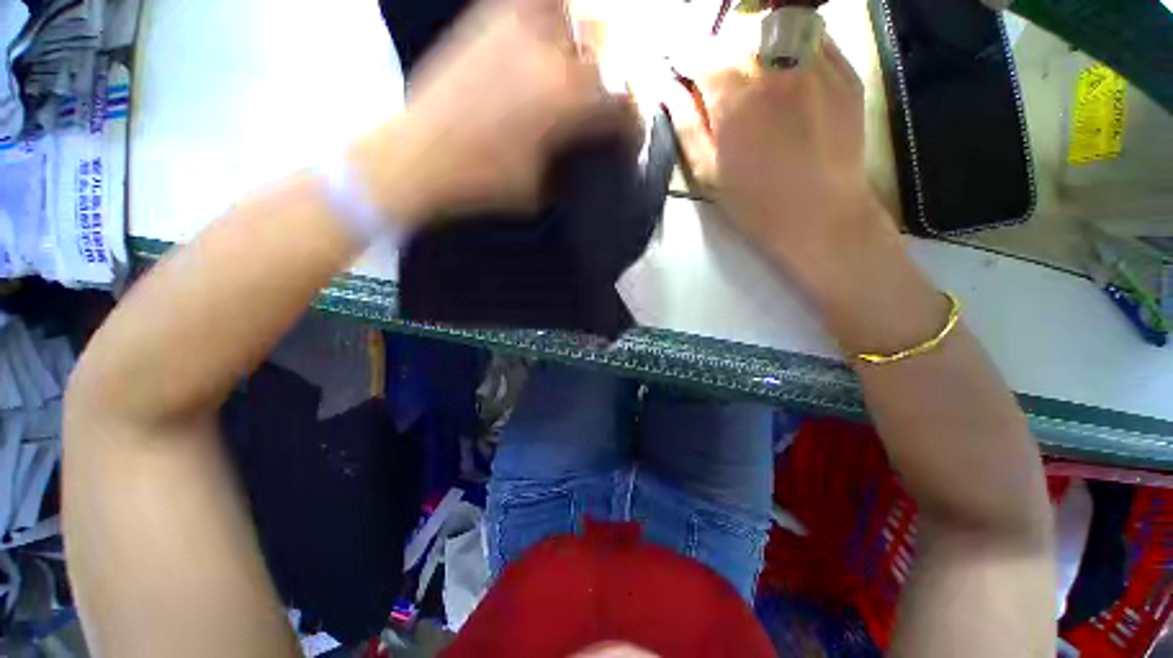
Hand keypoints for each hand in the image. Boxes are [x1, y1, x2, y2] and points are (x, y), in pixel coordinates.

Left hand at [361, 0, 631, 221]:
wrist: (417, 155)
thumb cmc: (481, 182)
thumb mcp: (538, 188)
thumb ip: (568, 163)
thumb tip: (583, 153)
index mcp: (565, 102)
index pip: (622, 101)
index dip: (636, 120)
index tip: (633, 135)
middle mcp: (550, 55)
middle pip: (612, 48)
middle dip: (627, 74)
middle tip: (623, 95)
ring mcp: (517, 29)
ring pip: (580, 13)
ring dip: (597, 36)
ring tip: (597, 60)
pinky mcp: (488, 21)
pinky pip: (535, 2)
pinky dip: (556, 12)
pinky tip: (557, 30)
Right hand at [666, 35, 890, 276]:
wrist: (819, 214)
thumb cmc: (754, 201)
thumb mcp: (707, 171)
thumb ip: (685, 124)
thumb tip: (668, 89)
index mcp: (733, 93)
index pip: (698, 50)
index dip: (683, 56)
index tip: (678, 67)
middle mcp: (773, 65)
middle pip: (735, 31)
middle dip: (717, 49)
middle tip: (713, 76)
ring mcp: (814, 62)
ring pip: (774, 27)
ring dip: (752, 43)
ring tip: (749, 74)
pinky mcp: (844, 70)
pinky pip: (811, 37)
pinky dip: (789, 45)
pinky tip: (784, 75)